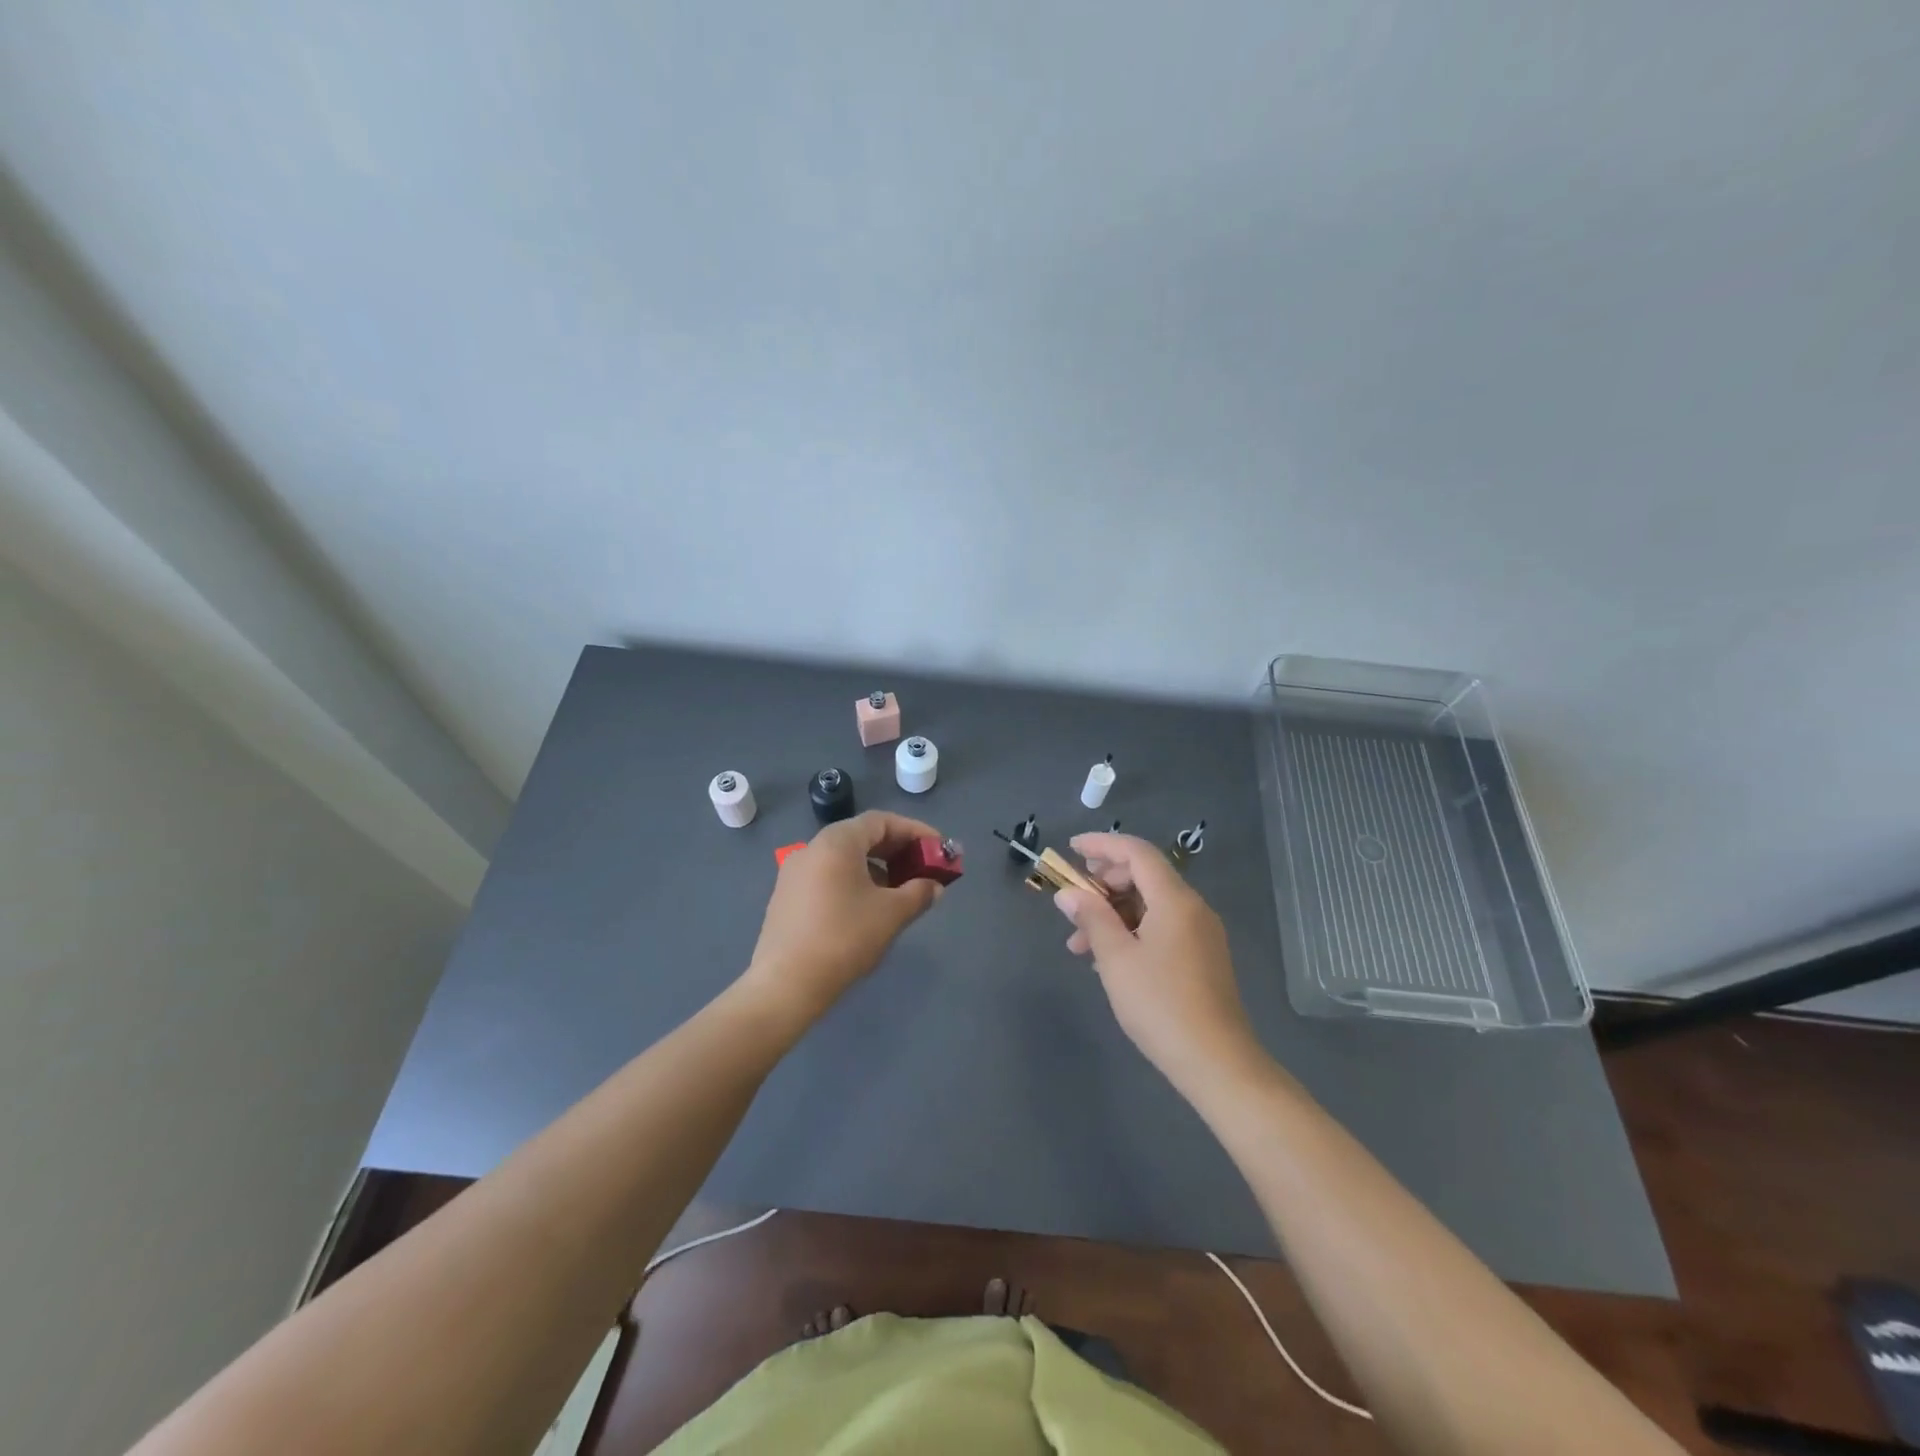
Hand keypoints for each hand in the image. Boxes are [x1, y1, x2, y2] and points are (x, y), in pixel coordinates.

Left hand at [737, 810, 946, 1030]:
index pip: (881, 821)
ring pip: (844, 859)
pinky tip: (868, 908)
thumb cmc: (844, 938)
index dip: (914, 831)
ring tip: (900, 892)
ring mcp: (794, 873)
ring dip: (877, 868)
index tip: (938, 849)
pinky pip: (828, 877)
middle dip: (897, 850)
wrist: (786, 985)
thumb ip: (919, 892)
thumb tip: (933, 886)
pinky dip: (854, 882)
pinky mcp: (787, 898)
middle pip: (862, 836)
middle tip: (923, 869)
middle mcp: (812, 848)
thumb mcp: (892, 913)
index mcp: (837, 842)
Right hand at [1052, 832, 1263, 1092]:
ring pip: (1150, 905)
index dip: (1102, 845)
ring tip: (1079, 944)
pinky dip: (1131, 931)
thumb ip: (1091, 918)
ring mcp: (1201, 933)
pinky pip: (1162, 926)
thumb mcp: (1116, 959)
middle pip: (1144, 876)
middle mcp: (1193, 908)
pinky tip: (1108, 958)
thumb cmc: (1160, 1004)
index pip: (1137, 852)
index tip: (1072, 849)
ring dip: (1113, 913)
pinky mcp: (1202, 957)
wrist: (1216, 1062)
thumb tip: (1068, 893)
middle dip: (1104, 883)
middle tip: (1073, 901)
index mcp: (1175, 900)